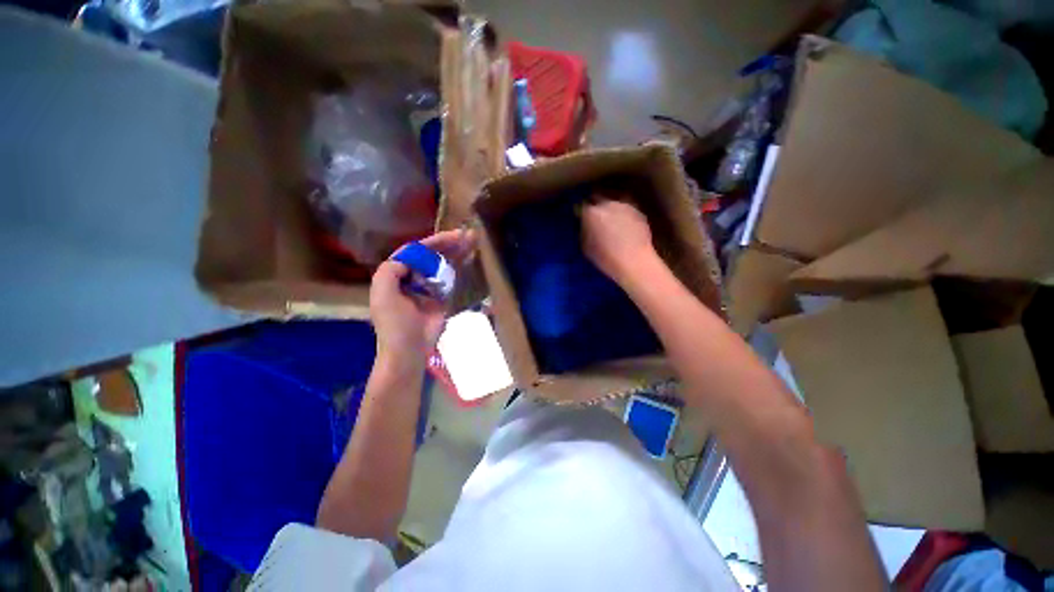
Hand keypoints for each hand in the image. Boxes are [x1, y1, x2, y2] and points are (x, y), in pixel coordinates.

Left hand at [370, 229, 475, 366]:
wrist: (410, 350)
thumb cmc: (395, 324)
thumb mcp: (383, 295)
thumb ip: (390, 272)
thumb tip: (407, 258)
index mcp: (395, 275)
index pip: (414, 252)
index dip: (432, 242)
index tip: (451, 236)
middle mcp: (412, 278)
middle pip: (431, 256)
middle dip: (448, 244)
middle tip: (467, 235)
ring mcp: (428, 288)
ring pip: (442, 265)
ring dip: (456, 253)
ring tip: (472, 241)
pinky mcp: (441, 298)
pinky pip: (450, 279)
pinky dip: (459, 268)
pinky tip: (469, 258)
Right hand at [582, 197, 656, 284]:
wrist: (634, 261)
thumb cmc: (606, 258)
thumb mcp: (586, 247)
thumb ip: (583, 230)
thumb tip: (584, 224)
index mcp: (591, 213)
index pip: (580, 206)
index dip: (580, 211)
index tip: (580, 217)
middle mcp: (607, 203)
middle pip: (598, 197)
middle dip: (595, 204)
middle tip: (594, 216)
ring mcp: (624, 205)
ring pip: (613, 200)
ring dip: (610, 207)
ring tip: (610, 218)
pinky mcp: (638, 211)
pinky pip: (626, 208)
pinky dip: (622, 213)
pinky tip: (624, 224)